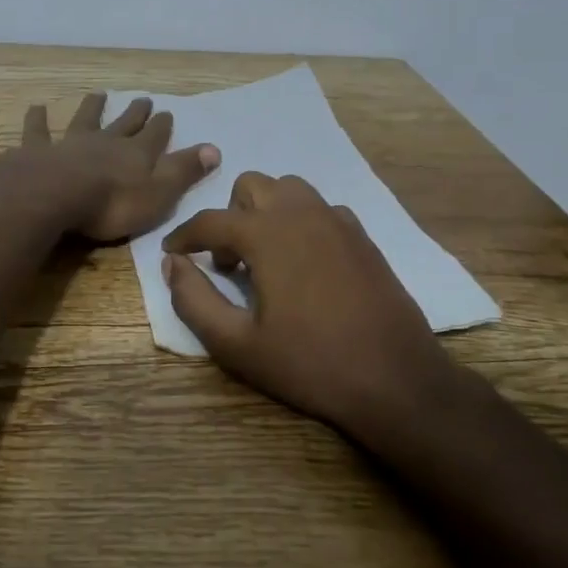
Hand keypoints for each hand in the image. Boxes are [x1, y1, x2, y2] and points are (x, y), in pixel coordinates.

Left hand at [20, 93, 219, 243]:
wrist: (55, 196)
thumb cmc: (112, 203)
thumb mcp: (159, 193)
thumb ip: (184, 171)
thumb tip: (214, 148)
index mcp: (136, 155)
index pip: (154, 136)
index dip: (162, 126)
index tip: (167, 112)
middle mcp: (106, 142)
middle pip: (124, 124)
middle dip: (135, 113)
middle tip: (143, 99)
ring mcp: (71, 144)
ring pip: (85, 120)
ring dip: (92, 108)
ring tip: (97, 94)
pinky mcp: (39, 152)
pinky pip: (39, 132)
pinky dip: (38, 119)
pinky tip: (36, 107)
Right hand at [161, 172, 463, 435]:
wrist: (396, 380)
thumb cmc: (310, 363)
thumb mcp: (237, 344)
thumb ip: (194, 300)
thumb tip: (172, 265)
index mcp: (267, 235)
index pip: (211, 220)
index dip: (184, 236)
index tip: (172, 252)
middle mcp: (301, 214)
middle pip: (251, 186)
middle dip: (229, 217)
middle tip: (227, 264)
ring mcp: (338, 221)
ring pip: (289, 190)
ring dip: (266, 212)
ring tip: (264, 258)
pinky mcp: (362, 237)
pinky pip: (320, 209)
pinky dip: (300, 222)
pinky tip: (304, 263)